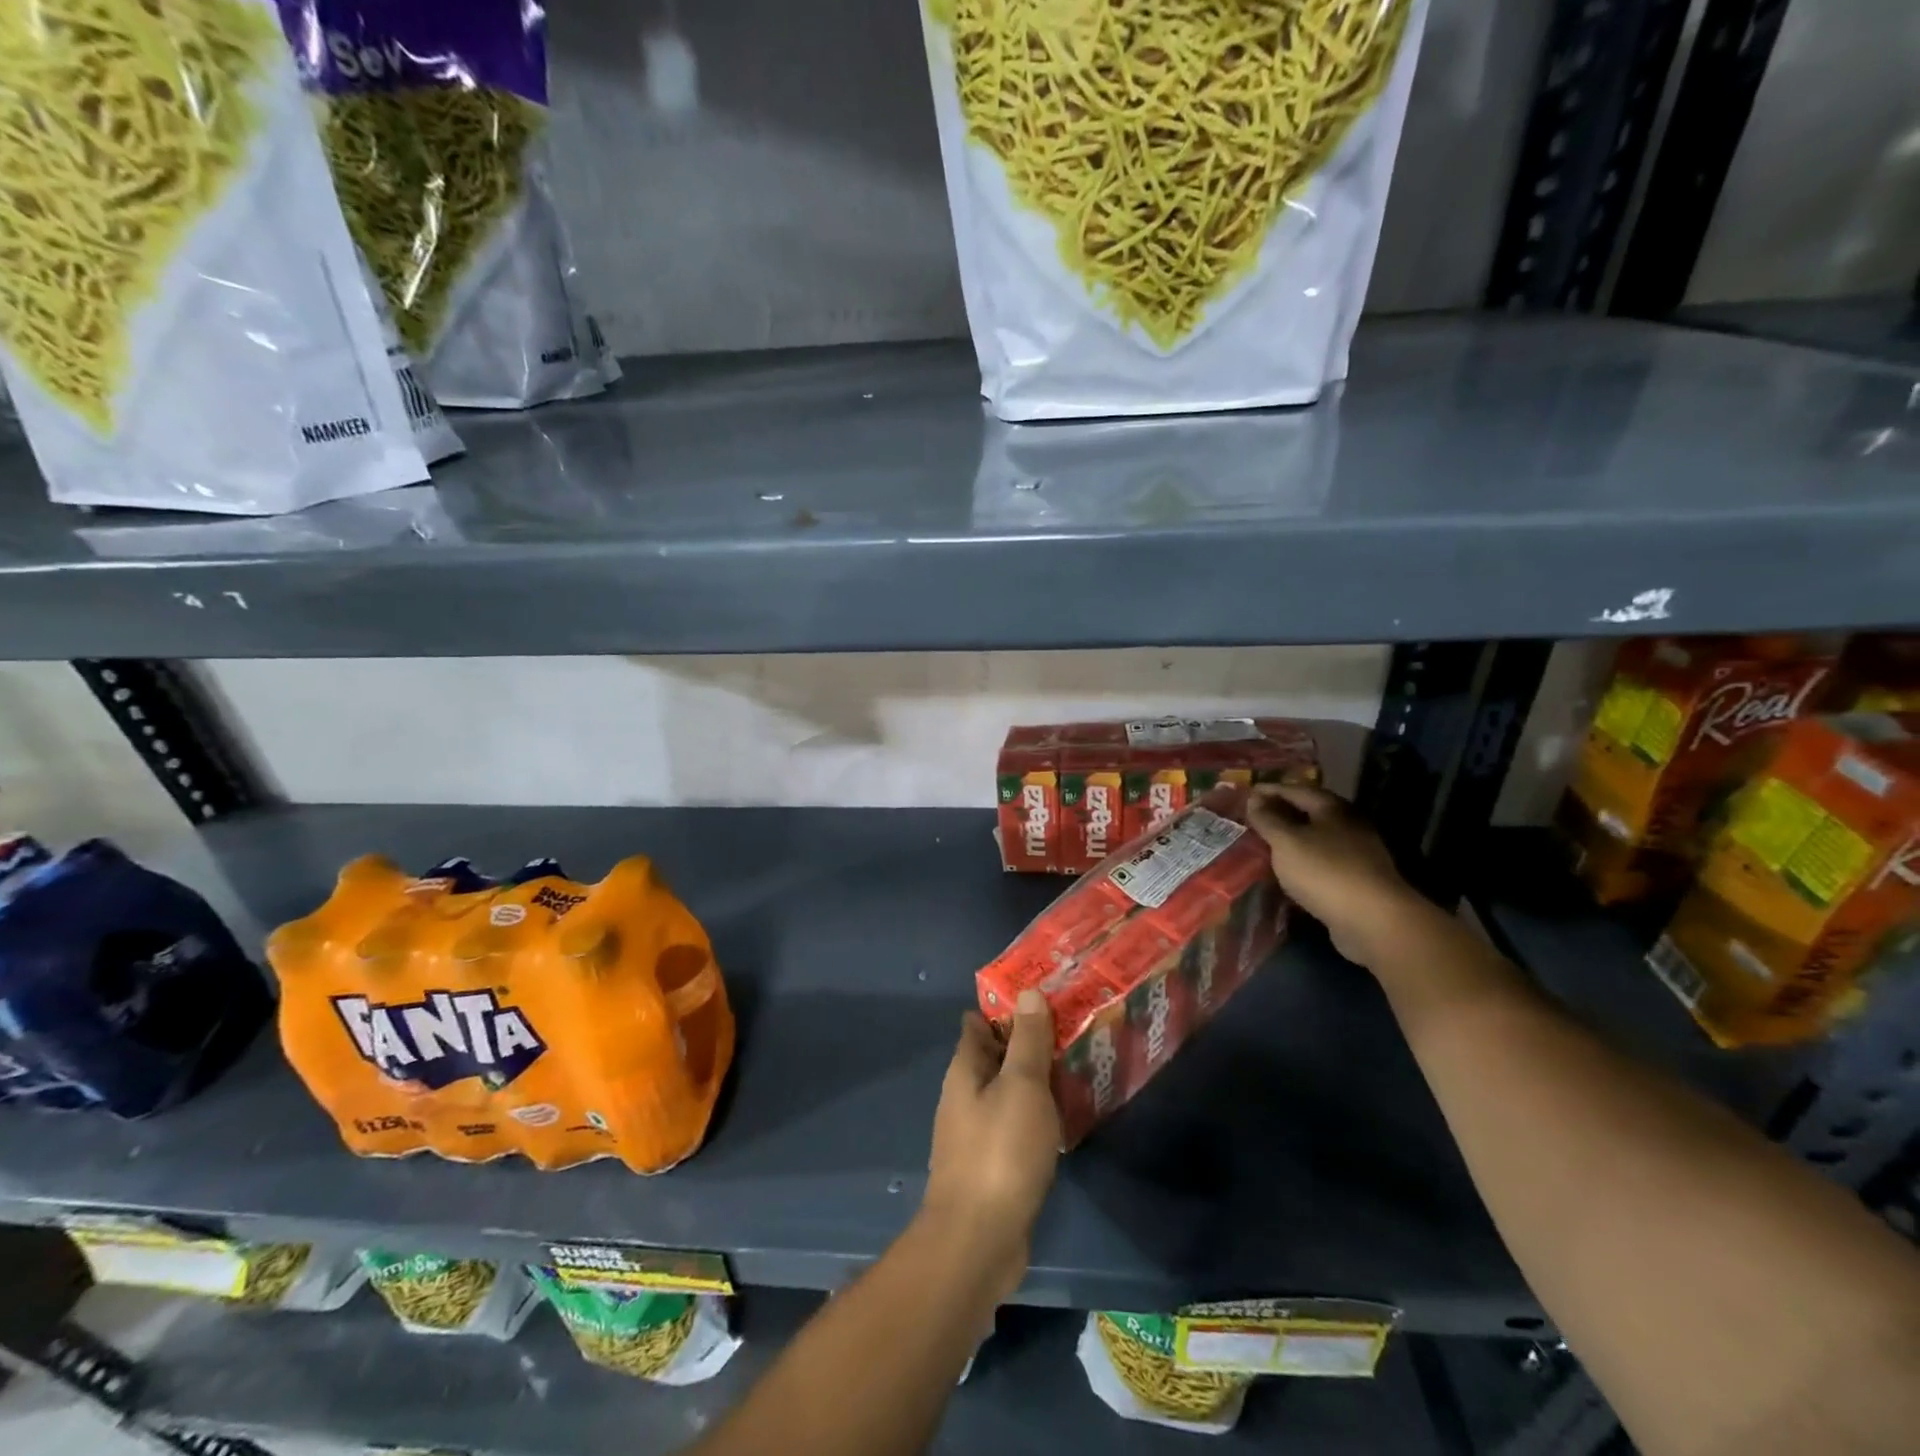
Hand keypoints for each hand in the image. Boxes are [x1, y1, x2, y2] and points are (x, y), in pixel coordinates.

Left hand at [923, 992, 1060, 1298]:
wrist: (979, 1241)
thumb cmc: (1000, 1152)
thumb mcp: (1021, 1086)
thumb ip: (1027, 1041)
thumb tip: (1028, 993)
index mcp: (965, 1070)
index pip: (980, 1023)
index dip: (1007, 1005)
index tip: (1044, 993)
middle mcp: (966, 1096)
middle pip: (997, 1056)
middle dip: (1029, 1041)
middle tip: (1074, 1026)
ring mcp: (978, 1132)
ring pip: (1010, 1091)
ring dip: (1037, 1079)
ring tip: (1079, 1064)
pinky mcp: (995, 1164)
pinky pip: (1018, 1124)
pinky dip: (1039, 1113)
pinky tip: (1068, 1115)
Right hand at [1247, 783, 1431, 969]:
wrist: (1373, 921)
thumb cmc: (1324, 872)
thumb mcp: (1286, 842)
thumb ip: (1268, 819)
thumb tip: (1254, 798)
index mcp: (1332, 809)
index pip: (1296, 789)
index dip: (1270, 790)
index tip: (1245, 794)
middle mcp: (1347, 826)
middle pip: (1309, 812)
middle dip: (1281, 813)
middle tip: (1252, 819)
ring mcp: (1355, 854)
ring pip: (1316, 838)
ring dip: (1291, 839)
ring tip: (1264, 844)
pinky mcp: (1356, 880)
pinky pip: (1321, 862)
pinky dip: (1301, 861)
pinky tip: (1286, 871)